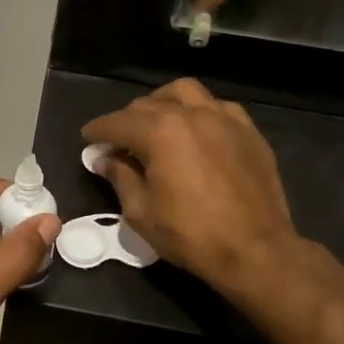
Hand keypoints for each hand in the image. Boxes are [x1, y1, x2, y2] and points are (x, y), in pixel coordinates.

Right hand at [82, 80, 302, 294]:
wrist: (255, 251)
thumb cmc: (191, 235)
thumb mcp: (141, 212)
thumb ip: (120, 177)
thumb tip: (106, 160)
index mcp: (160, 132)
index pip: (118, 122)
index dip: (97, 130)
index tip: (87, 138)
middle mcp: (192, 115)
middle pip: (148, 104)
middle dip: (127, 120)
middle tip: (118, 142)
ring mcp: (225, 120)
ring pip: (185, 92)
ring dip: (163, 102)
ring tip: (156, 122)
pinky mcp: (249, 132)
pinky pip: (218, 107)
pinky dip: (200, 112)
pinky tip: (196, 131)